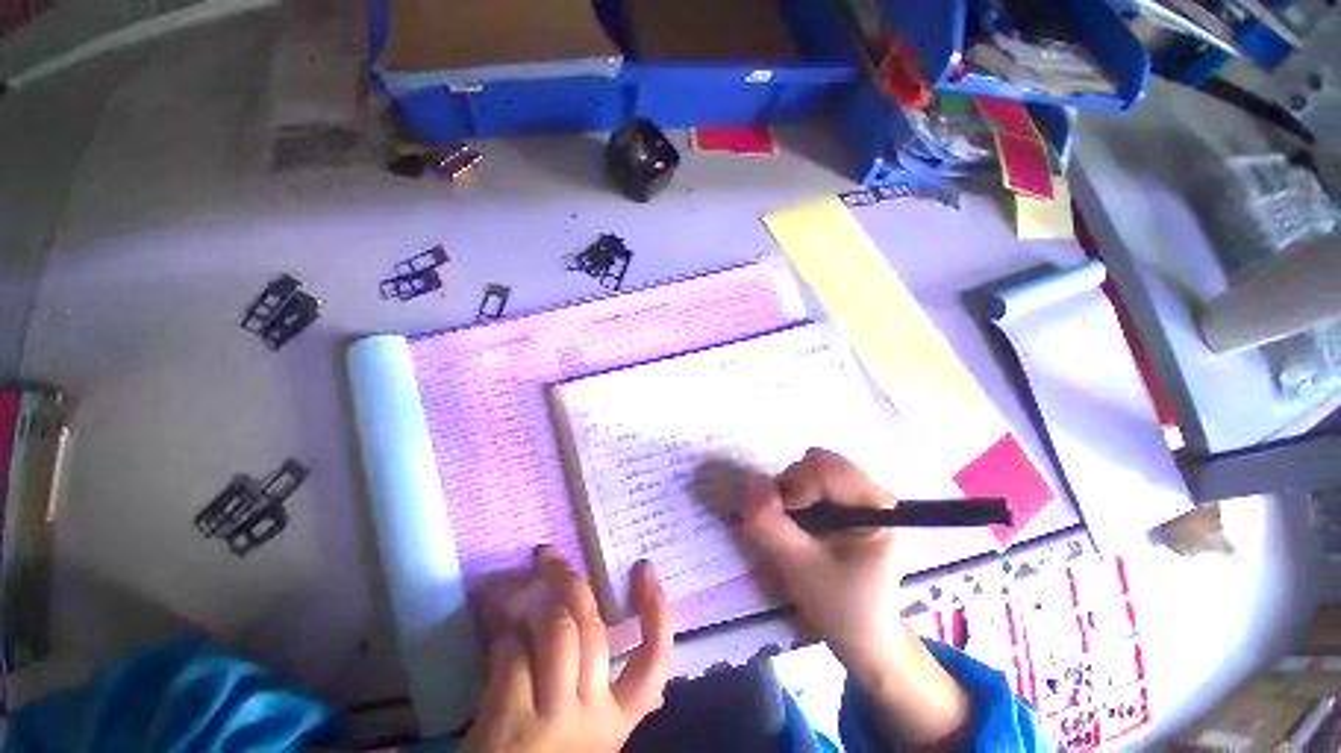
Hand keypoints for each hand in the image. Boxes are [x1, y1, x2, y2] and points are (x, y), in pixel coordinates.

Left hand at [460, 547, 672, 752]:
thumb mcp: (584, 729)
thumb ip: (600, 685)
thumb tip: (606, 624)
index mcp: (617, 719)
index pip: (655, 660)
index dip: (656, 610)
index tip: (643, 568)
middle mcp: (594, 715)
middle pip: (593, 628)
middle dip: (569, 580)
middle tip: (547, 557)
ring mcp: (554, 719)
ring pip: (557, 630)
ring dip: (530, 608)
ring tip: (511, 603)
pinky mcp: (512, 722)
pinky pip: (513, 653)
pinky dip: (502, 640)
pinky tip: (496, 648)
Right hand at [740, 447, 902, 667]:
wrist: (862, 634)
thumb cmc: (841, 606)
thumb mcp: (800, 568)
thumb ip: (771, 525)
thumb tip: (750, 482)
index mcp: (875, 505)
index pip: (823, 470)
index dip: (794, 489)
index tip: (785, 523)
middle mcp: (870, 490)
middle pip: (816, 463)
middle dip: (791, 488)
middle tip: (786, 524)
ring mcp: (859, 493)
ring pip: (811, 467)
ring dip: (791, 491)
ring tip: (793, 526)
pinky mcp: (847, 500)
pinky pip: (811, 478)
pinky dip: (796, 494)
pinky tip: (800, 522)